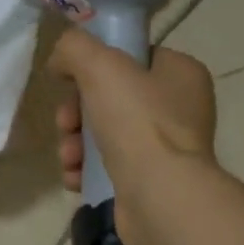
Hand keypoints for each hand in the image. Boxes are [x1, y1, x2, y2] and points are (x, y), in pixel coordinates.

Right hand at [49, 29, 216, 244]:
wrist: (159, 196)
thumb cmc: (138, 122)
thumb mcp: (101, 65)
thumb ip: (75, 48)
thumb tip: (60, 61)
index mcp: (182, 75)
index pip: (133, 58)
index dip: (96, 67)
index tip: (70, 82)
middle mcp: (180, 110)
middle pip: (112, 99)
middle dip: (77, 113)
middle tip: (65, 125)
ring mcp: (167, 149)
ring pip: (105, 135)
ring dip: (75, 144)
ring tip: (68, 158)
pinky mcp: (151, 183)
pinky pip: (109, 168)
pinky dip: (86, 171)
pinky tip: (76, 178)